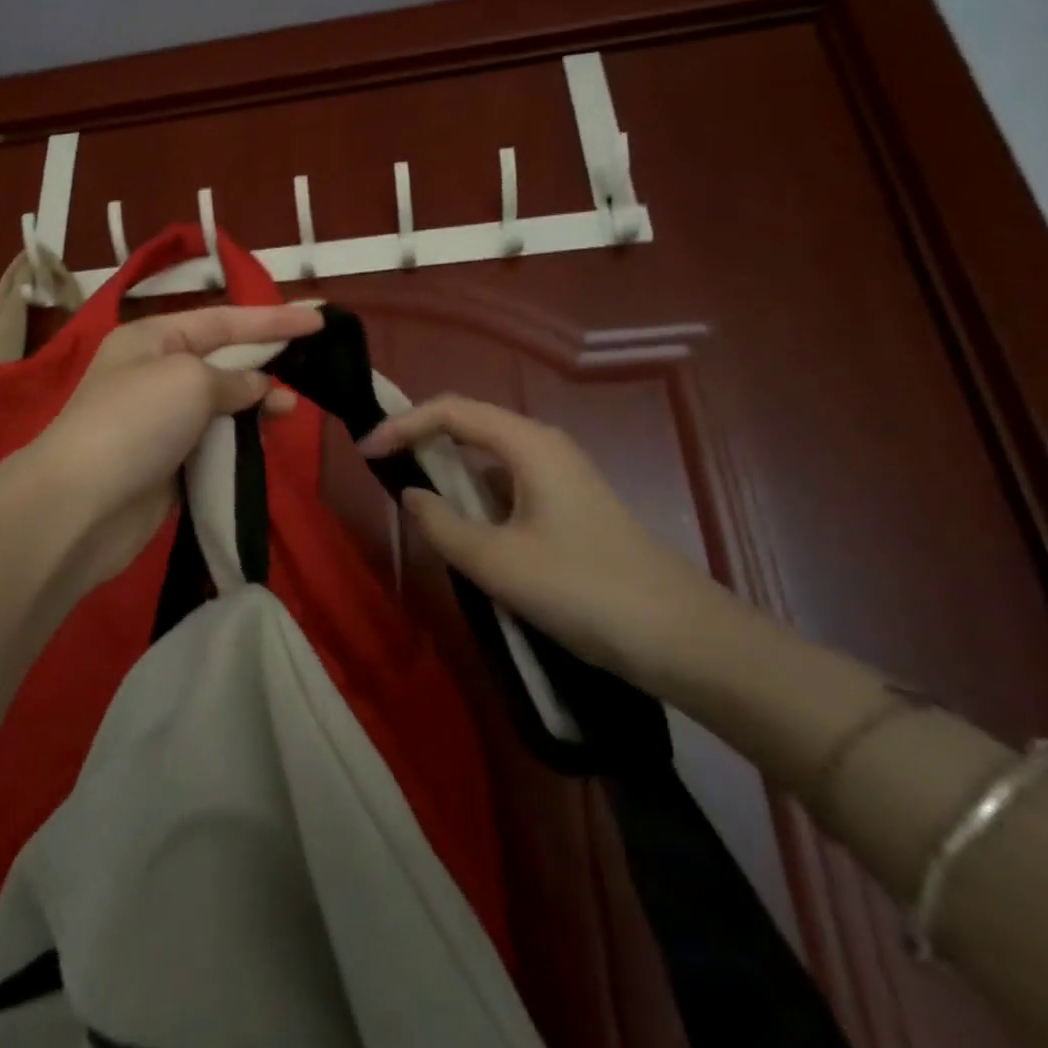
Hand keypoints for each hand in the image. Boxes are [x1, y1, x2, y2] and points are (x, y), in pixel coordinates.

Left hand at [29, 303, 322, 600]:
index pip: (223, 320)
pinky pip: (213, 442)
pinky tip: (261, 442)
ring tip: (288, 410)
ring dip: (255, 404)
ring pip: (221, 404)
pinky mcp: (167, 463)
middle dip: (264, 362)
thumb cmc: (136, 422)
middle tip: (310, 369)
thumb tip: (256, 388)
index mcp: (152, 338)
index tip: (318, 322)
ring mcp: (160, 421)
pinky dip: (239, 439)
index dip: (272, 320)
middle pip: (222, 360)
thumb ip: (233, 378)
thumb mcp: (190, 380)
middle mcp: (154, 373)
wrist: (82, 505)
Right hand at [359, 395, 731, 687]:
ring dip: (448, 470)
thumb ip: (441, 524)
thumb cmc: (583, 589)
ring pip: (488, 457)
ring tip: (413, 497)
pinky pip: (507, 486)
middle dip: (421, 439)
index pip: (450, 411)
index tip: (366, 452)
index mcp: (528, 443)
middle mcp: (543, 446)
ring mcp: (559, 475)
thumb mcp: (497, 561)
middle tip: (381, 464)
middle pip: (469, 424)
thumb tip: (411, 495)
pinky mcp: (567, 505)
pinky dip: (475, 497)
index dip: (403, 424)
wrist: (681, 636)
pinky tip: (463, 529)